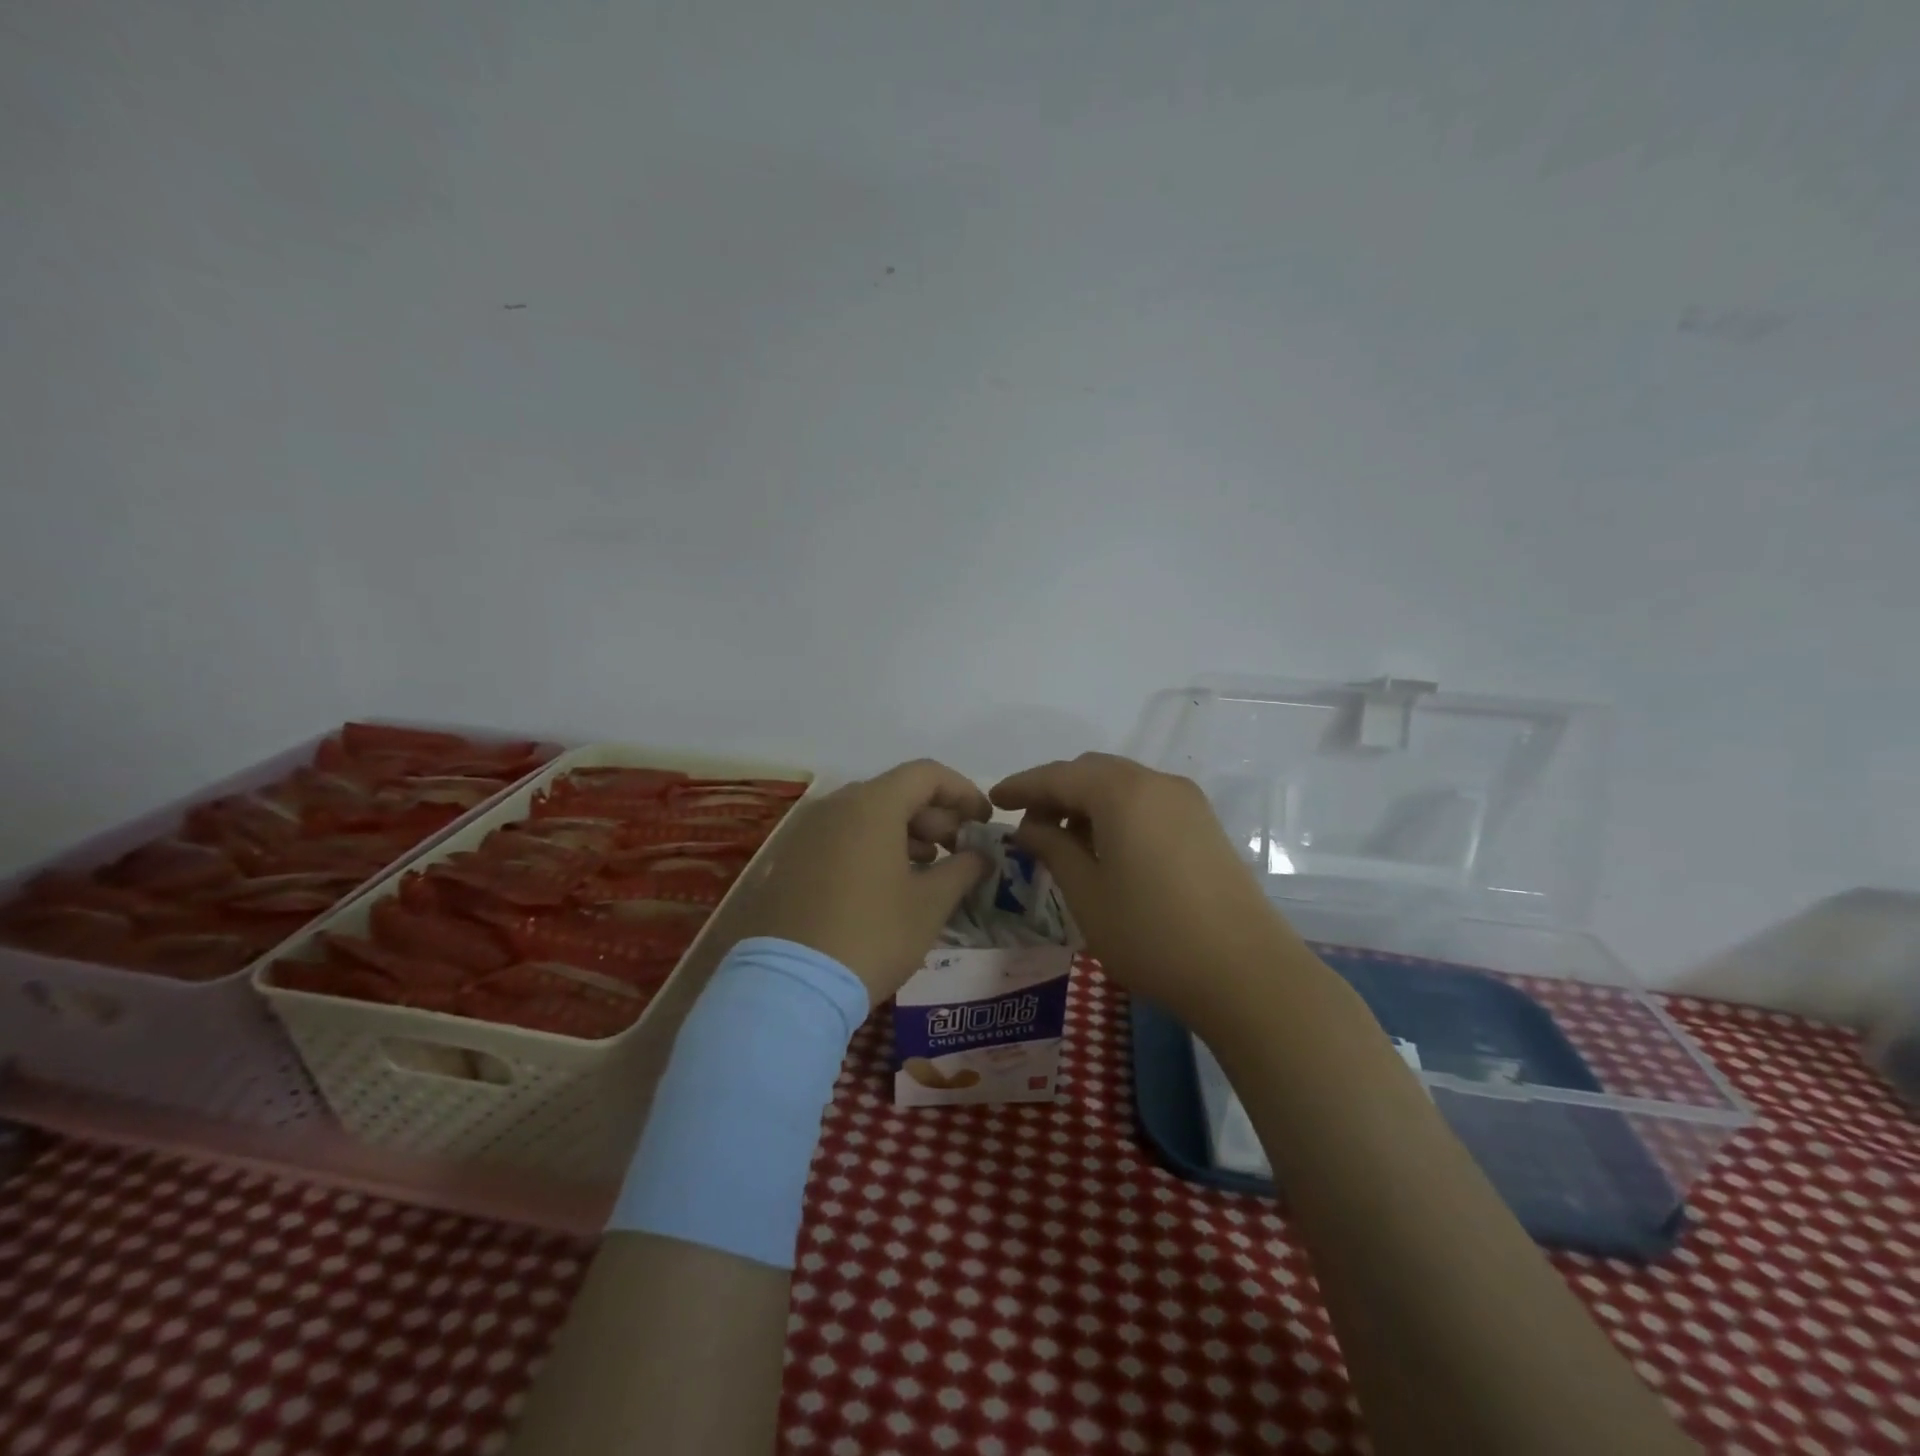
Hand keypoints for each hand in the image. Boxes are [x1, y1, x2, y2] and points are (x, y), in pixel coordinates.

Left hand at [733, 759, 992, 1002]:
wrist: (790, 985)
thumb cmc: (872, 936)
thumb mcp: (929, 905)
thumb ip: (963, 870)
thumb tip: (982, 856)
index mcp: (871, 805)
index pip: (926, 774)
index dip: (962, 792)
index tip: (983, 821)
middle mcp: (834, 806)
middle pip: (895, 791)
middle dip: (934, 815)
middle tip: (958, 848)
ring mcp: (805, 831)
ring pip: (865, 814)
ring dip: (904, 831)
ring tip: (927, 866)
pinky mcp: (789, 859)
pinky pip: (840, 836)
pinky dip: (871, 845)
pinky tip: (887, 882)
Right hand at [991, 752, 1300, 1034]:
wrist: (1247, 974)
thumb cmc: (1152, 934)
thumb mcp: (1087, 893)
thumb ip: (1052, 848)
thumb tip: (1030, 827)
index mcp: (1122, 792)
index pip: (1058, 776)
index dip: (1022, 786)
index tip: (993, 800)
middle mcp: (1157, 782)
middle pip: (1092, 772)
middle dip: (1055, 792)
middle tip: (1028, 827)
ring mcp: (1187, 802)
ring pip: (1121, 785)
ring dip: (1086, 803)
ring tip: (1063, 843)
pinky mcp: (1205, 825)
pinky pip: (1147, 803)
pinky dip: (1116, 814)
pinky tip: (1105, 849)